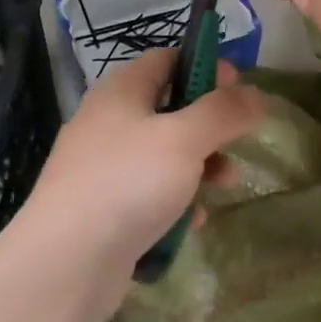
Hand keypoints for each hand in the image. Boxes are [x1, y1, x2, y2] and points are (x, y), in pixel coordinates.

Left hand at [11, 49, 264, 321]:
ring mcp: (104, 167)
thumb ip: (223, 112)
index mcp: (122, 91)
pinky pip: (149, 192)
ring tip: (226, 185)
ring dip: (200, 165)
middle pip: (170, 108)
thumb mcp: (184, 139)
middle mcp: (109, 122)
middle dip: (210, 125)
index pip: (168, 59)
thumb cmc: (128, 183)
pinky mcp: (104, 207)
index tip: (240, 89)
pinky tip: (193, 220)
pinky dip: (176, 200)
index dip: (206, 66)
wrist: (65, 262)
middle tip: (239, 141)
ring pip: (164, 154)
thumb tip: (255, 94)